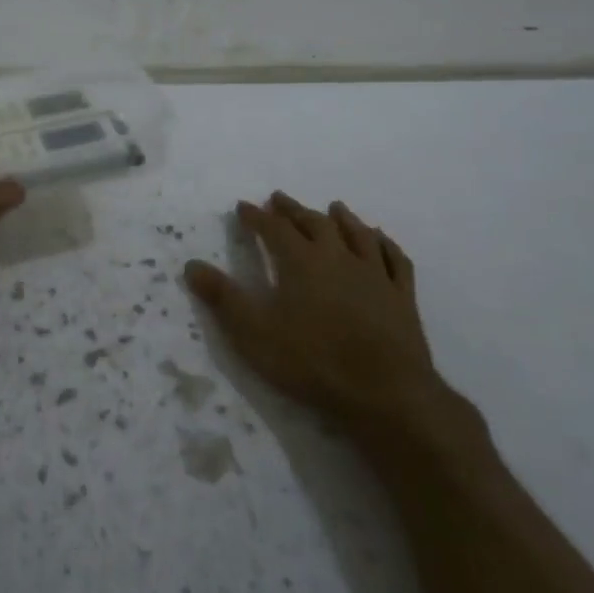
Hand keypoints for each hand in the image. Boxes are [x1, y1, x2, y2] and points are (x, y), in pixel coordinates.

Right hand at [184, 192, 442, 430]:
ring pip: (358, 234)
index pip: (274, 229)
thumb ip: (223, 297)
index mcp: (301, 262)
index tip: (243, 207)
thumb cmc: (312, 361)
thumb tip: (192, 265)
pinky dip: (385, 244)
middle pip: (314, 223)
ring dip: (343, 218)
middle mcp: (338, 257)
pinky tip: (381, 240)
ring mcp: (374, 275)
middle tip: (279, 199)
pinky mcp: (402, 297)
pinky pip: (395, 259)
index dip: (256, 216)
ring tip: (334, 207)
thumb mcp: (254, 333)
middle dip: (293, 210)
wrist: (385, 393)